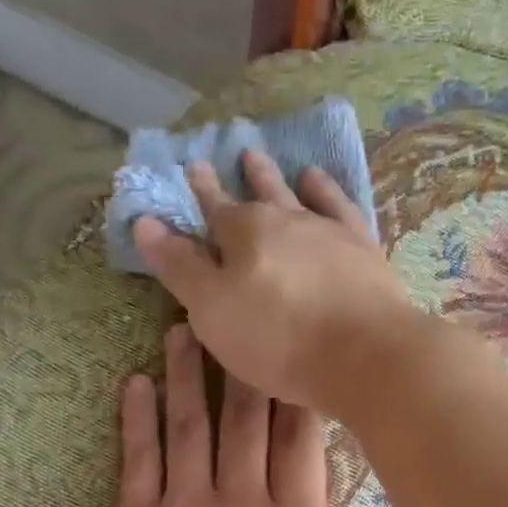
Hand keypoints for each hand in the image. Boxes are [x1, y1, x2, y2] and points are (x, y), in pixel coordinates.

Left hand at [93, 322, 448, 506]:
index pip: (301, 440)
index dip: (299, 390)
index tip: (297, 347)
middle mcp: (243, 504)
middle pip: (245, 418)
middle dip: (244, 364)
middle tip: (238, 315)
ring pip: (189, 426)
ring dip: (186, 374)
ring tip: (183, 328)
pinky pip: (138, 461)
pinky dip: (136, 420)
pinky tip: (134, 385)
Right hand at [132, 150, 428, 414]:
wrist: (364, 354)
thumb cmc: (278, 339)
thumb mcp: (213, 311)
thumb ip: (180, 267)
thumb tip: (144, 222)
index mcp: (243, 232)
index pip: (213, 207)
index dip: (201, 191)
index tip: (193, 167)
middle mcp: (286, 219)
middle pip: (260, 194)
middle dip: (246, 177)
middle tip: (242, 152)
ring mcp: (329, 231)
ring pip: (301, 195)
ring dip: (285, 179)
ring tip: (278, 161)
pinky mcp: (364, 249)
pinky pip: (342, 208)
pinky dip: (329, 193)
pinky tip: (323, 185)